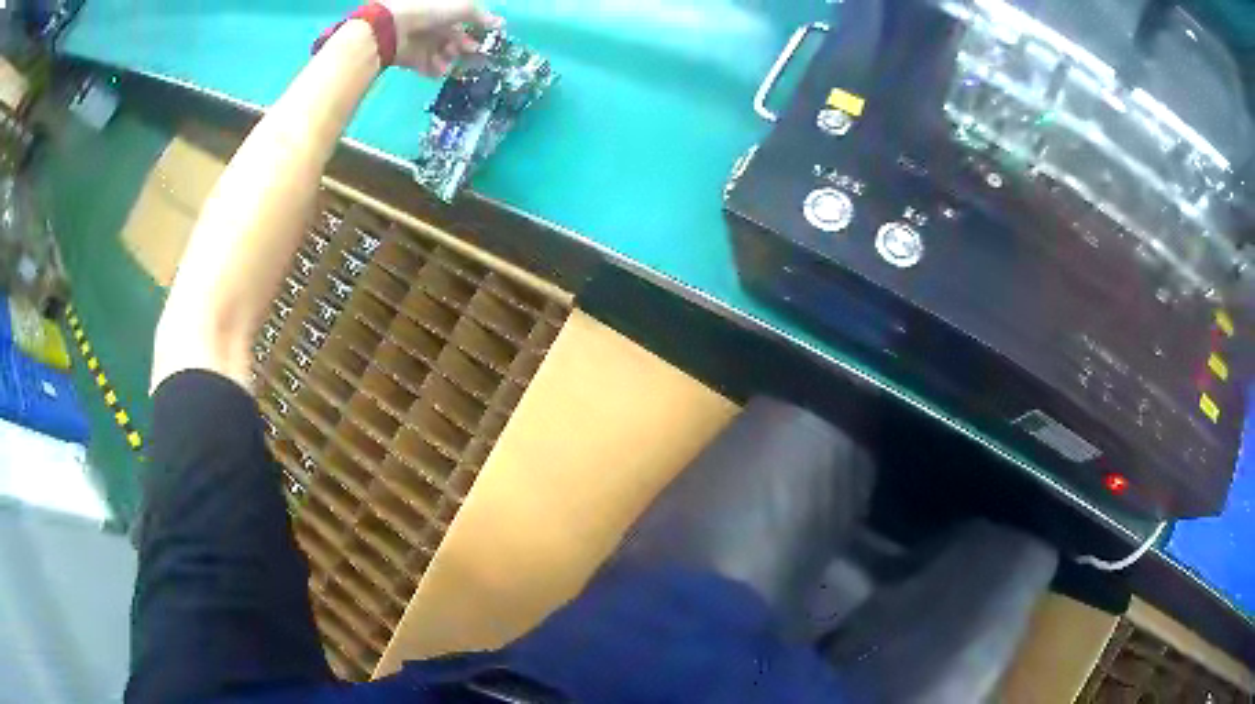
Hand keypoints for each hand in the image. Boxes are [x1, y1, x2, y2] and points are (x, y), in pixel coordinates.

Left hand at [382, 0, 502, 75]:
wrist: (393, 28)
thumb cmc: (429, 10)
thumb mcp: (462, 7)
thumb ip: (481, 17)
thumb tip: (500, 24)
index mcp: (446, 11)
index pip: (465, 22)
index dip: (477, 31)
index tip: (486, 40)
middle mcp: (435, 26)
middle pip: (455, 40)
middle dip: (465, 47)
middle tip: (472, 52)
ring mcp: (423, 43)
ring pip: (444, 55)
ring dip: (450, 58)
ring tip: (449, 58)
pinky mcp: (412, 59)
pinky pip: (429, 68)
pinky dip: (435, 70)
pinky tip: (439, 69)